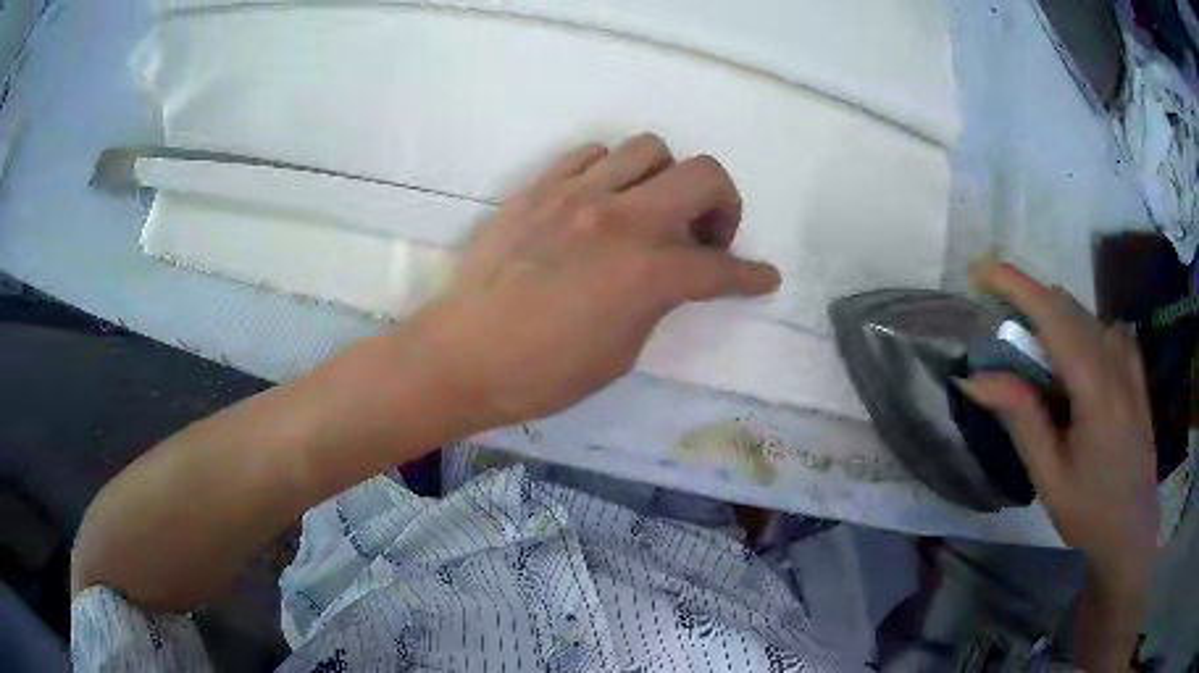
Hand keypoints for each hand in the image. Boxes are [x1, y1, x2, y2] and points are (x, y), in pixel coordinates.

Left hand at [413, 134, 779, 424]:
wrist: (462, 354)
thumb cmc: (543, 373)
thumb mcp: (622, 351)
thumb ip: (658, 300)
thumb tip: (671, 277)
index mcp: (649, 272)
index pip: (723, 268)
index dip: (752, 277)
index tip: (765, 278)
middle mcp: (622, 218)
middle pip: (704, 174)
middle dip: (723, 204)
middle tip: (705, 235)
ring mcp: (578, 194)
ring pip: (649, 149)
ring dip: (666, 179)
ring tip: (650, 210)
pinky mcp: (540, 187)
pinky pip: (592, 154)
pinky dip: (611, 171)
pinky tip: (601, 200)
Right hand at [961, 261, 1156, 597]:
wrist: (1132, 531)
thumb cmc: (1090, 512)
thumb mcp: (1049, 477)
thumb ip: (1021, 418)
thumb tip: (977, 378)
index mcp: (1096, 387)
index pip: (1053, 314)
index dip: (1015, 285)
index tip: (979, 272)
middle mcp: (1116, 360)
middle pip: (1067, 309)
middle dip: (1030, 310)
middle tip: (1004, 345)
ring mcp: (1130, 362)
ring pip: (1085, 318)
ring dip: (1054, 327)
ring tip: (1040, 373)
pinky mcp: (1136, 371)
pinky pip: (1104, 331)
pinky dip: (1080, 336)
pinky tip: (1076, 371)